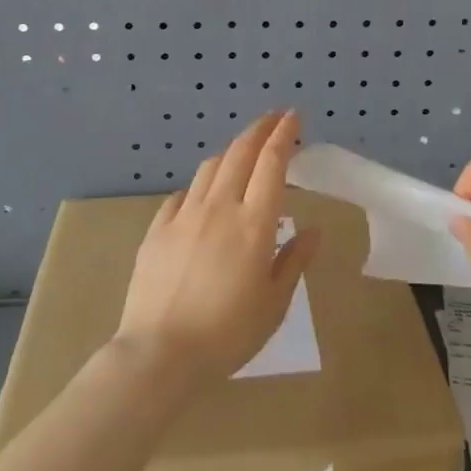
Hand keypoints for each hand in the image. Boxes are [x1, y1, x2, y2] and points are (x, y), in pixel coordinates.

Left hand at [114, 111, 319, 388]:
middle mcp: (219, 207)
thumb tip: (313, 230)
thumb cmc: (227, 334)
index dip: (284, 135)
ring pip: (210, 167)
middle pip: (240, 153)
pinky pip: (181, 195)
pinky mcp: (157, 229)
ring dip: (230, 153)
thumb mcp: (274, 304)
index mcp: (254, 223)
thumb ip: (294, 261)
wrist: (159, 353)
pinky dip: (199, 186)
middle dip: (259, 129)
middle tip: (273, 120)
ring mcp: (184, 215)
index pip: (272, 163)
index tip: (293, 117)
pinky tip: (201, 196)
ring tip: (241, 154)